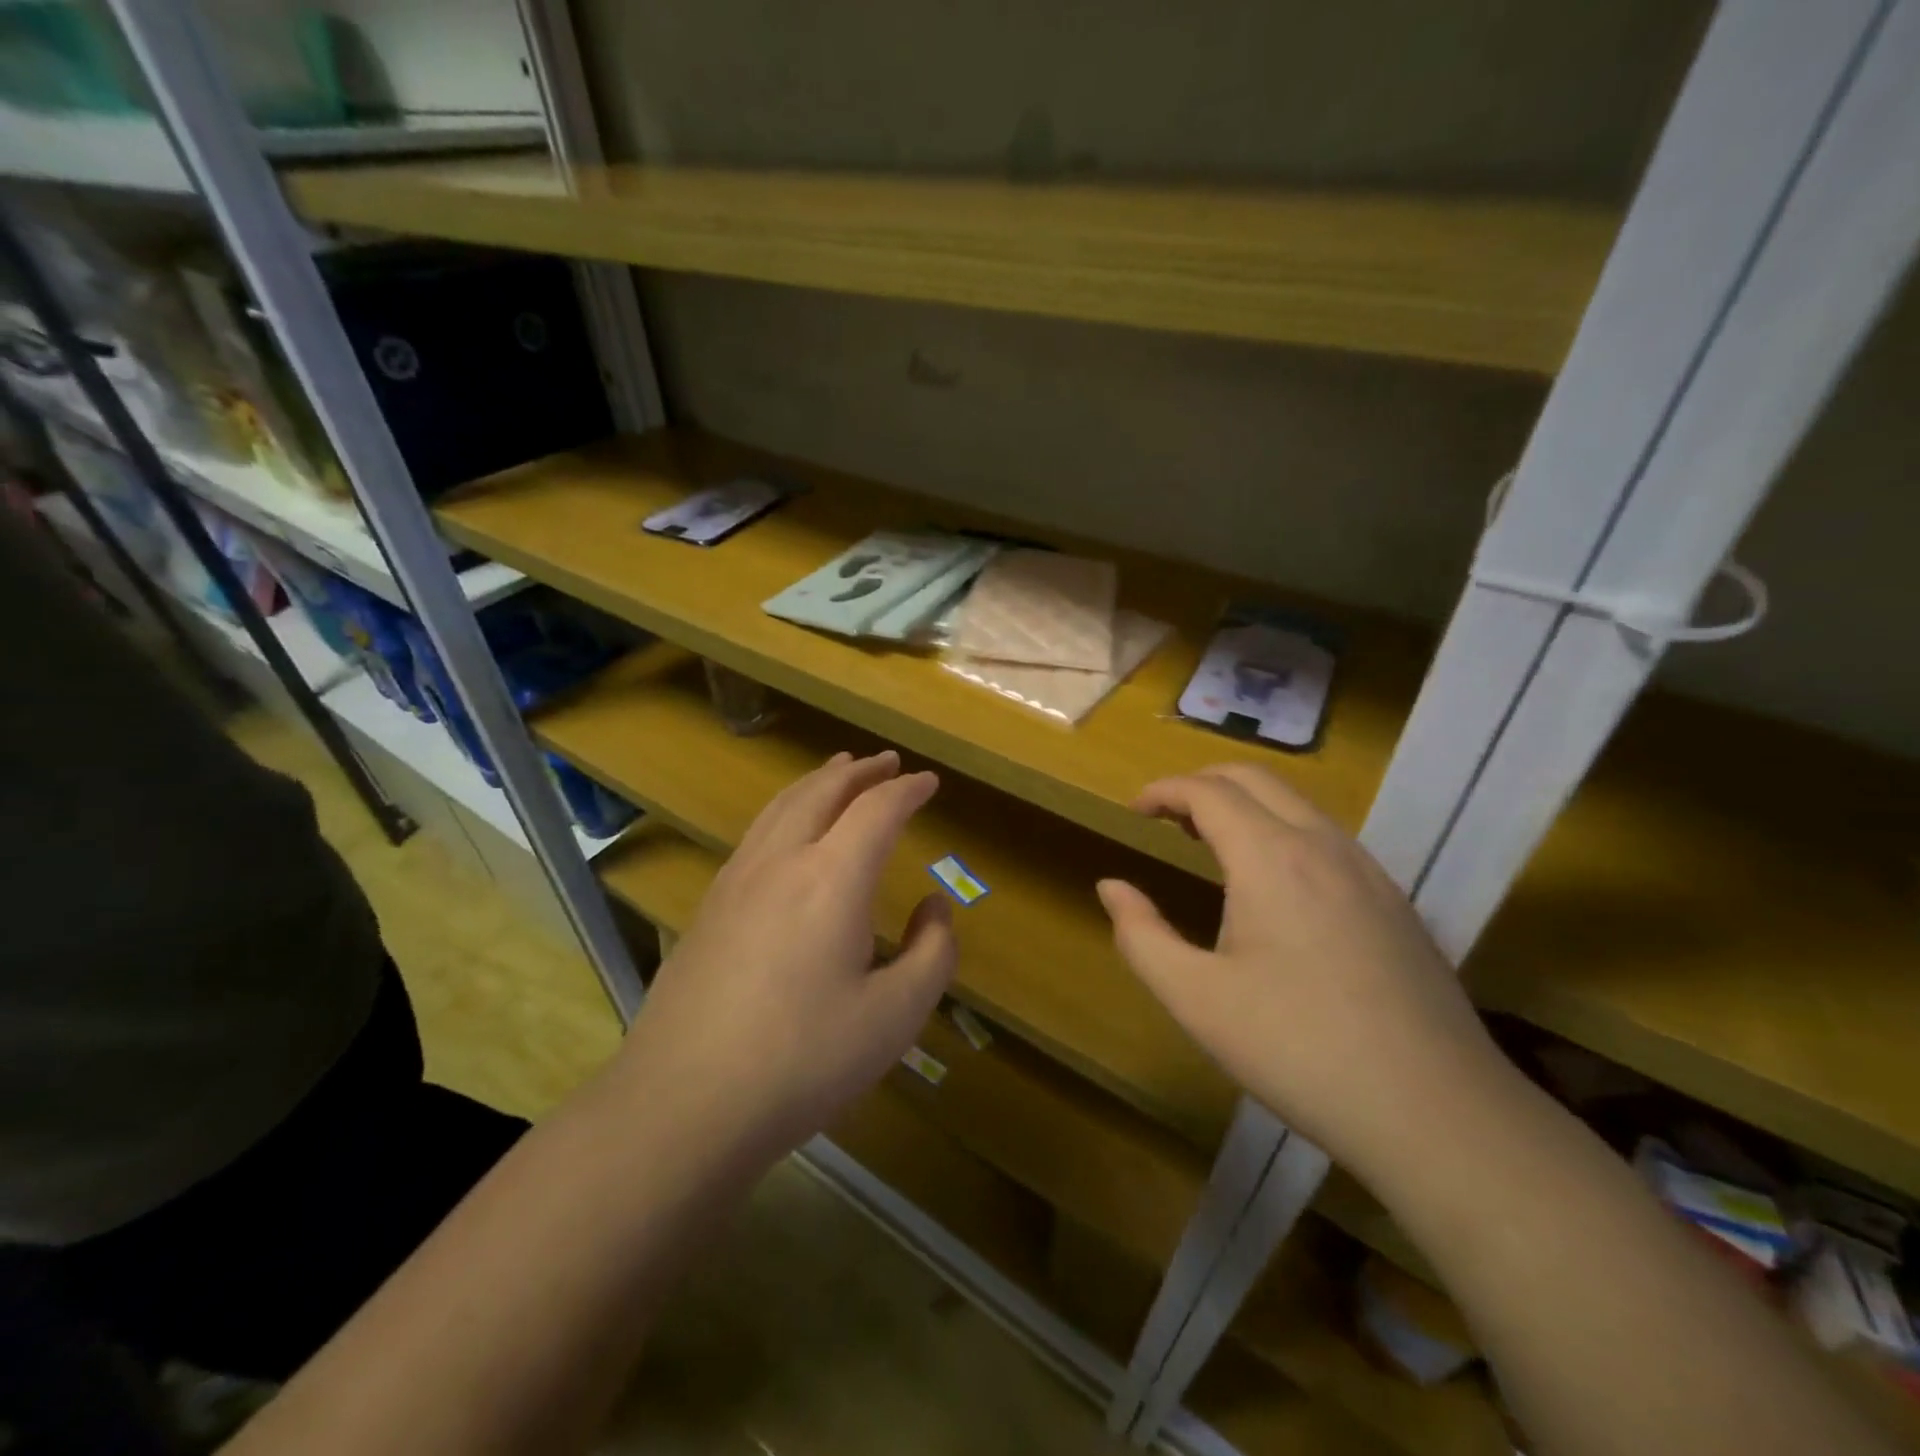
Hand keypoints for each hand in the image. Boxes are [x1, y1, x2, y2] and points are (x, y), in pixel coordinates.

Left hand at [617, 750, 956, 1162]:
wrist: (683, 1103)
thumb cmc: (803, 1060)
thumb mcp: (895, 1017)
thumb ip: (932, 953)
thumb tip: (934, 908)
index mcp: (832, 877)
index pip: (877, 810)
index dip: (907, 790)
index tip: (929, 782)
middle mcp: (781, 861)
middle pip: (822, 792)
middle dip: (859, 772)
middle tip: (886, 762)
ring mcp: (736, 881)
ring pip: (781, 806)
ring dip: (817, 782)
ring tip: (837, 772)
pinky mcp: (708, 907)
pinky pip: (755, 833)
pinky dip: (785, 810)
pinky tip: (787, 831)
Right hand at [1096, 764, 1504, 1179]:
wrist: (1437, 1111)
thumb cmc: (1297, 1049)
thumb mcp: (1196, 999)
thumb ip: (1142, 935)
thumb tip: (1112, 887)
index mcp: (1270, 857)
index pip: (1208, 791)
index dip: (1164, 791)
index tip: (1134, 811)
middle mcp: (1322, 845)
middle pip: (1255, 778)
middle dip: (1203, 783)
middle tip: (1167, 818)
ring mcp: (1368, 870)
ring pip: (1297, 804)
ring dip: (1246, 805)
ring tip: (1211, 845)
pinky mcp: (1394, 901)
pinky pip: (1327, 837)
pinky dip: (1283, 831)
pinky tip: (1274, 886)